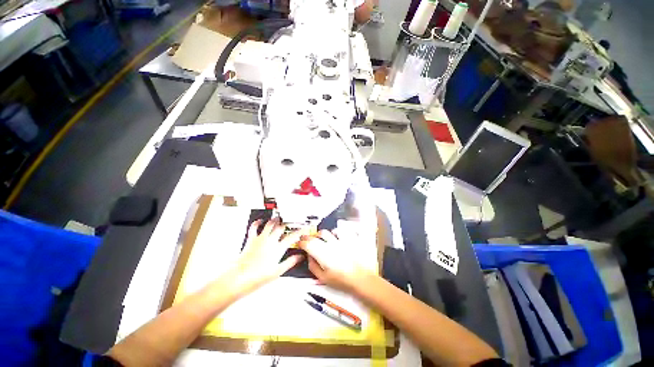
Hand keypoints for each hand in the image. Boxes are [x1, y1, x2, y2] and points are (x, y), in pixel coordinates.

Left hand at [222, 219, 302, 295]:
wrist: (240, 277)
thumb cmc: (257, 276)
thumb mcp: (278, 271)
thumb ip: (290, 262)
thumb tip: (299, 257)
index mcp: (277, 249)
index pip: (292, 237)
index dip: (299, 231)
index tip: (303, 228)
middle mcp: (270, 241)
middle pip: (281, 228)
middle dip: (287, 224)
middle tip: (291, 221)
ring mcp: (260, 239)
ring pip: (270, 224)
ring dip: (275, 220)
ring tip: (279, 218)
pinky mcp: (251, 239)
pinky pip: (254, 227)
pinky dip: (257, 222)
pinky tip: (260, 220)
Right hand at [298, 229, 375, 293]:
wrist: (361, 279)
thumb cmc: (341, 280)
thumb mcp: (322, 278)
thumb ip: (313, 266)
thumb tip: (309, 256)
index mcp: (323, 253)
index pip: (308, 243)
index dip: (302, 242)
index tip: (300, 243)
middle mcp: (331, 244)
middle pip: (318, 235)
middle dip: (310, 236)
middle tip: (307, 239)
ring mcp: (341, 240)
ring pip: (328, 231)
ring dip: (323, 234)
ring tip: (321, 238)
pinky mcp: (349, 239)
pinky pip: (341, 231)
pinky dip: (336, 233)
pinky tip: (335, 237)